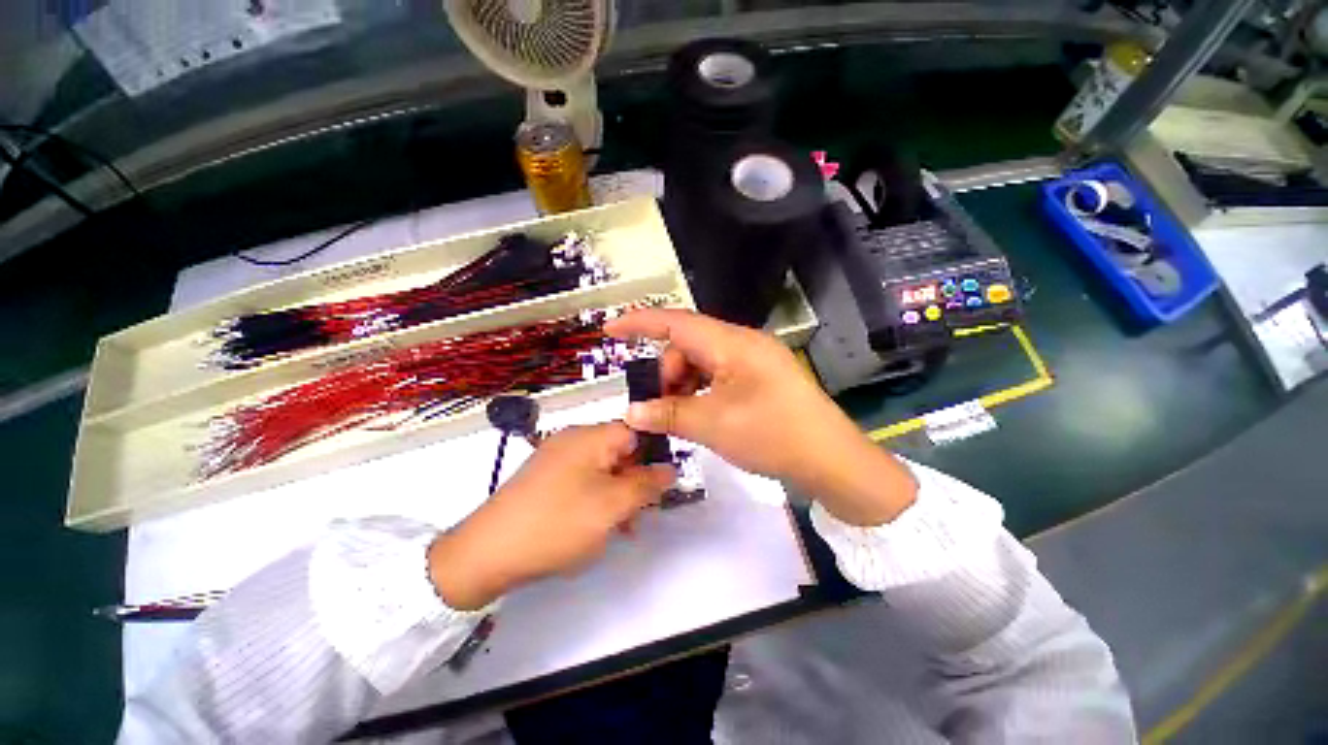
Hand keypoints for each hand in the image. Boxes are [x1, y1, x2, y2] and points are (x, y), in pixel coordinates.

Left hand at [428, 422, 674, 609]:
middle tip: (637, 515)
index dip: (652, 456)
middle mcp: (572, 440)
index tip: (659, 486)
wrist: (486, 554)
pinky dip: (594, 500)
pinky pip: (581, 482)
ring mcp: (555, 459)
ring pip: (601, 470)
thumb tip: (670, 469)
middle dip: (634, 482)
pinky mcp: (544, 479)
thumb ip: (647, 485)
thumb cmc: (558, 523)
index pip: (636, 432)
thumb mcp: (612, 505)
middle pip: (619, 452)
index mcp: (590, 437)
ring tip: (618, 529)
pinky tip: (593, 527)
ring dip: (616, 495)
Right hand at [605, 309, 915, 525]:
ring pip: (702, 362)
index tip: (610, 330)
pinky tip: (700, 414)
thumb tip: (631, 412)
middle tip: (659, 406)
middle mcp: (743, 344)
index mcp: (733, 344)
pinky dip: (701, 391)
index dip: (640, 323)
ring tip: (680, 415)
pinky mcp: (759, 379)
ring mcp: (753, 361)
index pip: (677, 322)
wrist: (832, 460)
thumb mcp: (713, 424)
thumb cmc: (773, 435)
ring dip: (683, 384)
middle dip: (667, 371)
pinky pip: (718, 376)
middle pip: (688, 345)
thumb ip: (668, 414)